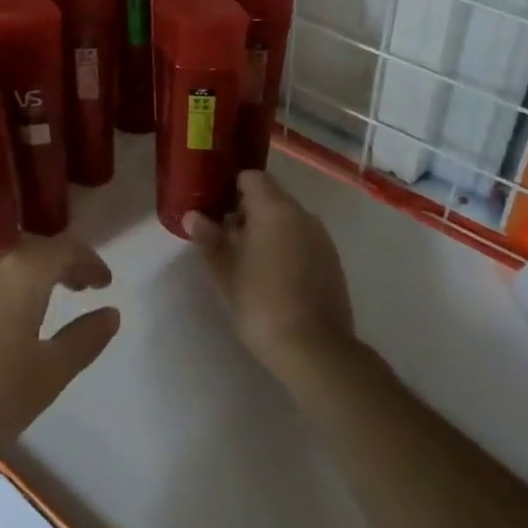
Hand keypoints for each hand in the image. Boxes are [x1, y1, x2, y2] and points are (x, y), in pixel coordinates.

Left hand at [0, 235, 119, 460]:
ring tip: (49, 300)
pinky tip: (11, 314)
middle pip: (35, 250)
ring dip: (33, 274)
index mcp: (23, 272)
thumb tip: (111, 313)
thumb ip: (84, 339)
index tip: (105, 282)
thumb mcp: (48, 373)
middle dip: (62, 264)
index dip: (89, 263)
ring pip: (8, 263)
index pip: (65, 250)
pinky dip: (9, 286)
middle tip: (82, 286)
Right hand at [185, 171, 354, 382]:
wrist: (315, 350)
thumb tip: (193, 216)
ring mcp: (322, 239)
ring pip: (288, 221)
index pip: (252, 177)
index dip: (231, 188)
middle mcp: (302, 215)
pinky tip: (274, 278)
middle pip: (271, 197)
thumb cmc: (261, 302)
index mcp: (274, 208)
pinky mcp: (333, 263)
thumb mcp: (224, 270)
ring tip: (248, 262)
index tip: (216, 209)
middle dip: (247, 212)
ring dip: (268, 231)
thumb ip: (208, 237)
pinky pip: (303, 241)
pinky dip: (287, 248)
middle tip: (226, 239)